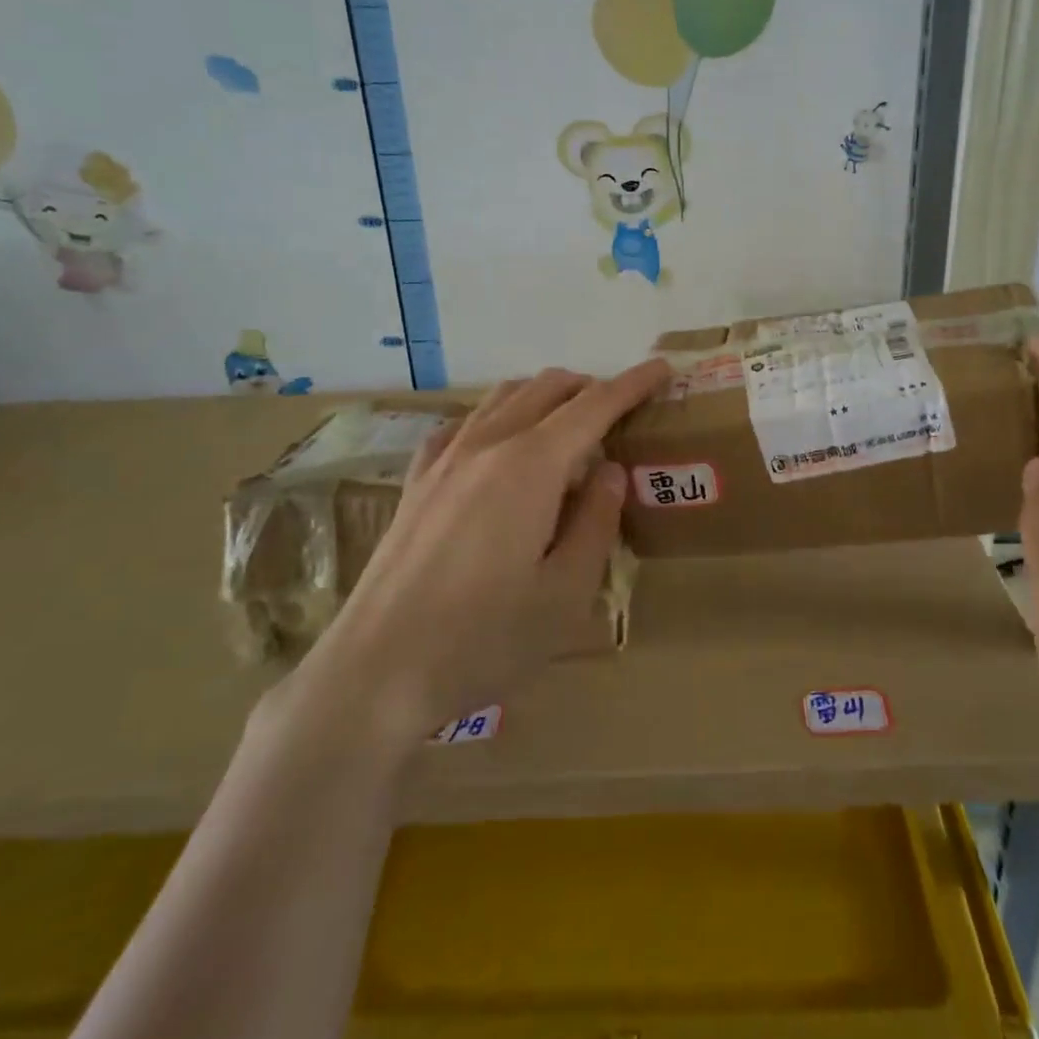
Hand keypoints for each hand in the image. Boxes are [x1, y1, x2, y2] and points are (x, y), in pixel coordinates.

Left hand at [279, 362, 670, 750]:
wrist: (376, 670)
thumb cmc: (485, 638)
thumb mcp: (566, 592)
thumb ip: (597, 521)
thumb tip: (610, 471)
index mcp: (532, 465)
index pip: (594, 405)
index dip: (633, 384)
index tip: (663, 368)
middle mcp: (488, 444)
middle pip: (547, 387)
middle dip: (591, 387)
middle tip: (621, 414)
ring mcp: (445, 458)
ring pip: (504, 397)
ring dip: (546, 396)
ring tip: (569, 430)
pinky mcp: (418, 480)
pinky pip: (466, 423)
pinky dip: (499, 417)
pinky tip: (502, 448)